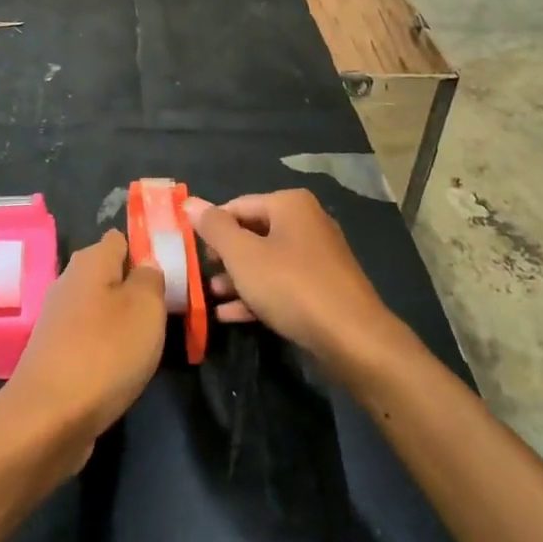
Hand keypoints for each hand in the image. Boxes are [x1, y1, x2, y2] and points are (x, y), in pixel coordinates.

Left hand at [0, 230, 165, 461]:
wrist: (49, 418)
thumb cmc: (106, 352)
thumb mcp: (146, 307)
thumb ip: (151, 278)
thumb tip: (146, 265)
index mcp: (90, 261)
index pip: (120, 239)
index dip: (145, 250)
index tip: (170, 273)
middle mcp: (69, 282)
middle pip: (109, 274)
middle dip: (136, 289)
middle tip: (166, 310)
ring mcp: (58, 318)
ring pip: (100, 307)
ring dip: (122, 321)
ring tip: (149, 342)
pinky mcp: (54, 352)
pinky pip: (89, 337)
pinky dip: (106, 348)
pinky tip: (121, 367)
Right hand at [187, 190, 397, 368]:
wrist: (353, 339)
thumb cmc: (291, 286)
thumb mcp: (243, 255)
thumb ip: (214, 228)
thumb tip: (190, 202)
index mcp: (289, 204)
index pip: (237, 206)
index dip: (210, 227)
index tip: (190, 251)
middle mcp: (307, 222)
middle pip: (252, 232)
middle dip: (224, 256)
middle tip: (200, 275)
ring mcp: (318, 257)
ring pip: (266, 261)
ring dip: (237, 278)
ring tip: (212, 296)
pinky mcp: (323, 288)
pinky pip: (282, 284)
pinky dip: (257, 295)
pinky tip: (230, 315)